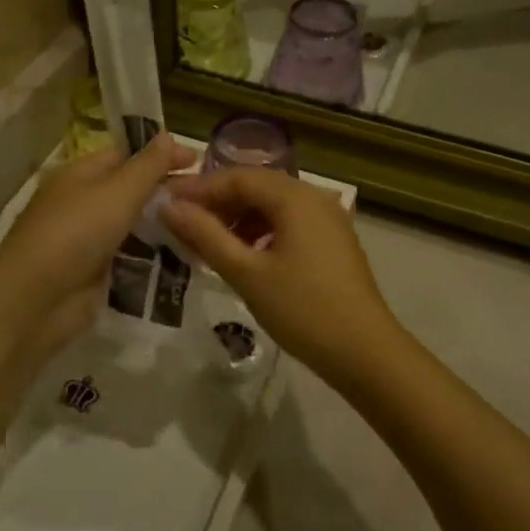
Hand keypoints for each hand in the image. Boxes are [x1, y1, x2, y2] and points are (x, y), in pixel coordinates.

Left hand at [0, 134, 191, 361]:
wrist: (35, 301)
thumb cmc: (75, 233)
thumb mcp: (118, 192)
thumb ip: (148, 166)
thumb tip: (167, 134)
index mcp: (80, 173)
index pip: (126, 154)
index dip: (161, 155)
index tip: (199, 162)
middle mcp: (82, 202)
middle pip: (131, 190)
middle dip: (166, 192)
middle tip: (208, 200)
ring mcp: (88, 239)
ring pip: (133, 225)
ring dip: (164, 226)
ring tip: (206, 228)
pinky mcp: (95, 273)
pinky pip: (131, 257)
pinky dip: (155, 256)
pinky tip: (186, 258)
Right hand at [162, 168, 405, 381]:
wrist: (365, 352)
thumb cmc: (302, 309)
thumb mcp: (246, 273)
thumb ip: (205, 235)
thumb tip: (168, 207)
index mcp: (294, 196)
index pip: (237, 178)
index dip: (198, 189)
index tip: (164, 203)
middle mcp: (314, 196)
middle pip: (256, 186)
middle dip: (217, 202)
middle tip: (181, 223)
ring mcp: (327, 218)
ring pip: (272, 205)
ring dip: (238, 218)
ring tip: (208, 243)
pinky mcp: (333, 240)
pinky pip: (288, 222)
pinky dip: (260, 231)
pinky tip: (243, 255)